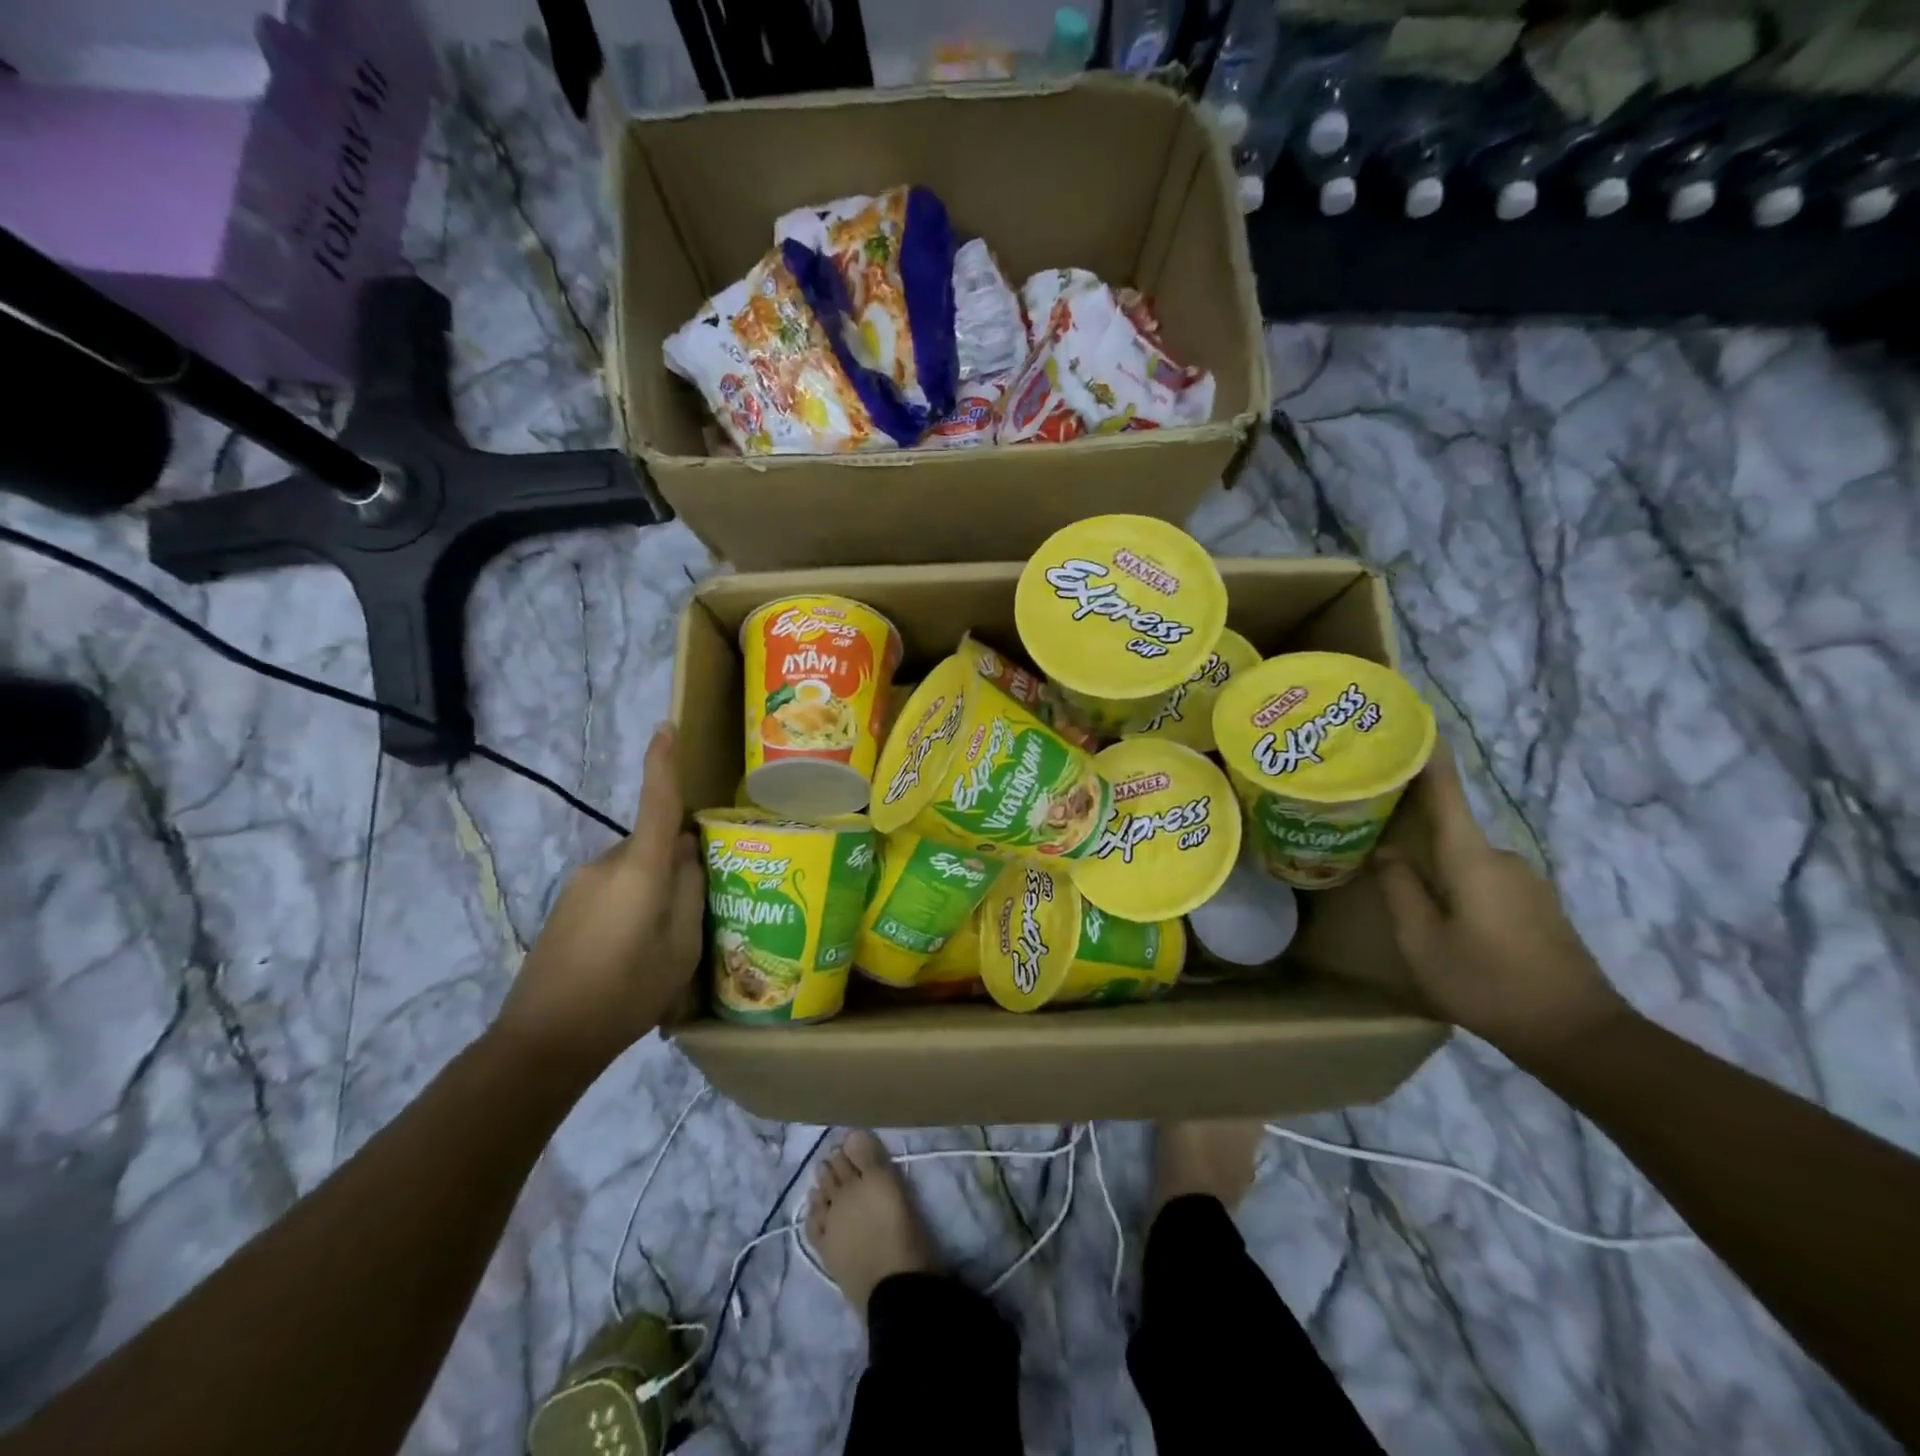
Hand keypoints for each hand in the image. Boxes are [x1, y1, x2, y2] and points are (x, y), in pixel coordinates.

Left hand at [495, 724, 704, 1072]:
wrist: (542, 1040)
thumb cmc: (624, 994)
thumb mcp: (681, 949)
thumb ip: (691, 893)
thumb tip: (688, 856)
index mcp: (639, 871)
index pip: (656, 804)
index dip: (662, 764)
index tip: (665, 726)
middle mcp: (606, 865)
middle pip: (654, 845)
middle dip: (678, 863)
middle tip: (701, 908)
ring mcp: (581, 884)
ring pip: (635, 869)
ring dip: (654, 890)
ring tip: (664, 942)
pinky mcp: (567, 906)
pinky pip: (614, 888)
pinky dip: (632, 904)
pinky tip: (633, 951)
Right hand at [1374, 746, 1626, 1064]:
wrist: (1578, 1033)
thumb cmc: (1488, 982)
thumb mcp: (1423, 940)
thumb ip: (1400, 889)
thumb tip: (1385, 851)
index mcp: (1472, 858)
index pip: (1446, 790)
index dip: (1427, 753)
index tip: (1407, 719)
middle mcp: (1501, 856)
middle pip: (1448, 823)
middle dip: (1409, 815)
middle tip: (1366, 813)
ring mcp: (1522, 880)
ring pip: (1461, 855)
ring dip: (1430, 855)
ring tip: (1390, 866)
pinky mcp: (1532, 903)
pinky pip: (1478, 874)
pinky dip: (1451, 876)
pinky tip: (1433, 903)